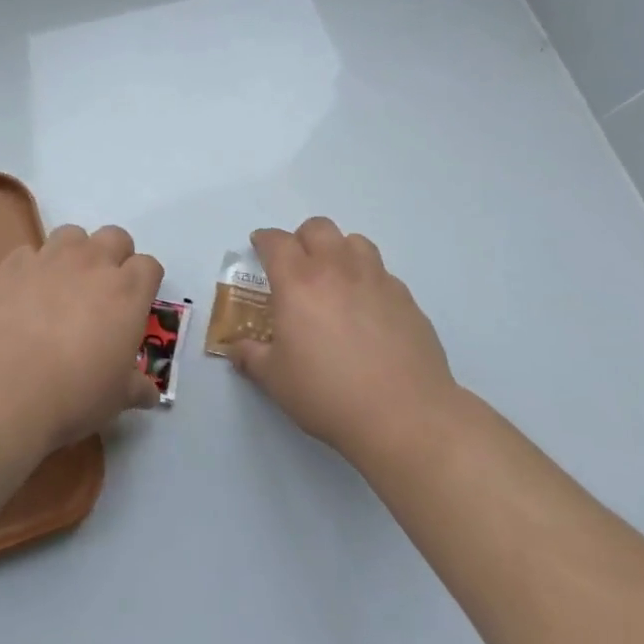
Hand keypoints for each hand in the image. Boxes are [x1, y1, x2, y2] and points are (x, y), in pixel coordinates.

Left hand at [0, 224, 163, 452]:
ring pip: (72, 234)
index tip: (135, 305)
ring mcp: (49, 259)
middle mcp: (92, 263)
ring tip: (64, 284)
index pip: (149, 266)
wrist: (0, 390)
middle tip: (103, 291)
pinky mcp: (11, 265)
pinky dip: (32, 268)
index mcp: (127, 291)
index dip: (144, 283)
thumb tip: (150, 395)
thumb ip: (136, 387)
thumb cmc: (73, 395)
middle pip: (114, 236)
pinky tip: (25, 295)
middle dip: (114, 256)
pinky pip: (29, 253)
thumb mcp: (116, 399)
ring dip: (75, 253)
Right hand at [227, 218, 456, 463]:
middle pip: (318, 228)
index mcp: (298, 282)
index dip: (264, 240)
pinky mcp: (406, 299)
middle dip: (302, 238)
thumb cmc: (328, 394)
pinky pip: (382, 273)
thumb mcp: (276, 380)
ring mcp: (376, 280)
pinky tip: (368, 310)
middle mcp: (337, 270)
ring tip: (335, 279)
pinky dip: (368, 279)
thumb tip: (237, 348)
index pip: (276, 242)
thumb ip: (252, 357)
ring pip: (356, 242)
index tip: (259, 247)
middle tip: (297, 265)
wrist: (404, 415)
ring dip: (339, 251)